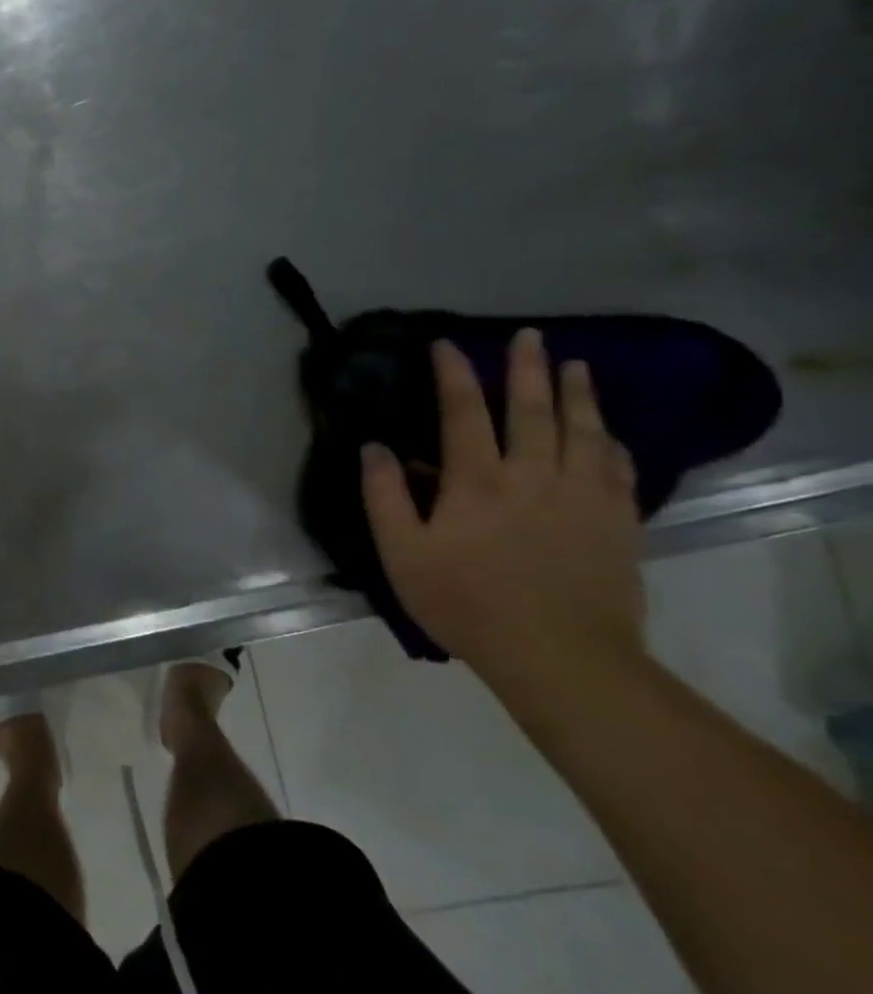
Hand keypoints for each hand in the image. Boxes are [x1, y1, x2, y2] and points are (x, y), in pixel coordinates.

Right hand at [360, 329, 645, 687]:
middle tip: (530, 336)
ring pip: (584, 432)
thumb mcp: (402, 553)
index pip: (463, 412)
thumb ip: (385, 496)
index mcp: (477, 481)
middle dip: (529, 368)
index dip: (454, 374)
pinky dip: (612, 444)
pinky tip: (609, 434)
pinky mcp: (617, 524)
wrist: (560, 657)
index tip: (447, 344)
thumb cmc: (466, 603)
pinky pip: (619, 471)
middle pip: (533, 410)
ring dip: (579, 394)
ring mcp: (582, 498)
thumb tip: (375, 447)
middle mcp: (533, 476)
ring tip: (577, 366)